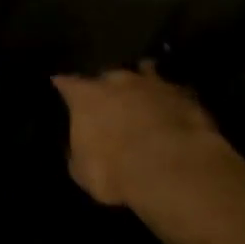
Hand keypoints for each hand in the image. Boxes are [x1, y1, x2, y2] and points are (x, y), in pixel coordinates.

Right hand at [52, 64, 231, 206]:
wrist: (172, 168)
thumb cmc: (114, 170)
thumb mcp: (82, 171)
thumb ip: (79, 151)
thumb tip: (82, 146)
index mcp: (86, 96)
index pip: (68, 83)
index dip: (64, 86)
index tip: (60, 84)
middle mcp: (118, 80)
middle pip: (108, 76)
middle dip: (108, 86)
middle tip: (110, 101)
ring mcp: (154, 83)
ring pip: (145, 73)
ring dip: (142, 84)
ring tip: (144, 94)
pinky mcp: (184, 94)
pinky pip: (173, 91)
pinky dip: (170, 99)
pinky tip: (174, 109)